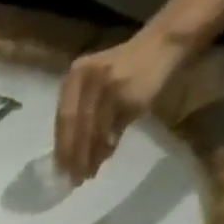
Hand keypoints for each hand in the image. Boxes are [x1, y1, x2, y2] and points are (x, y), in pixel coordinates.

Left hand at [54, 29, 190, 180]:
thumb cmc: (126, 70)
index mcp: (75, 75)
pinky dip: (107, 147)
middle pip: (76, 127)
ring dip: (90, 157)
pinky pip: (113, 129)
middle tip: (73, 180)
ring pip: (94, 131)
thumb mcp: (96, 85)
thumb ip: (82, 113)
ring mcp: (109, 86)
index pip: (63, 119)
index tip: (59, 171)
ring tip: (88, 175)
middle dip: (74, 157)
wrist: (164, 43)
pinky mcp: (128, 96)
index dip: (61, 147)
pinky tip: (105, 158)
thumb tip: (70, 156)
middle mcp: (89, 78)